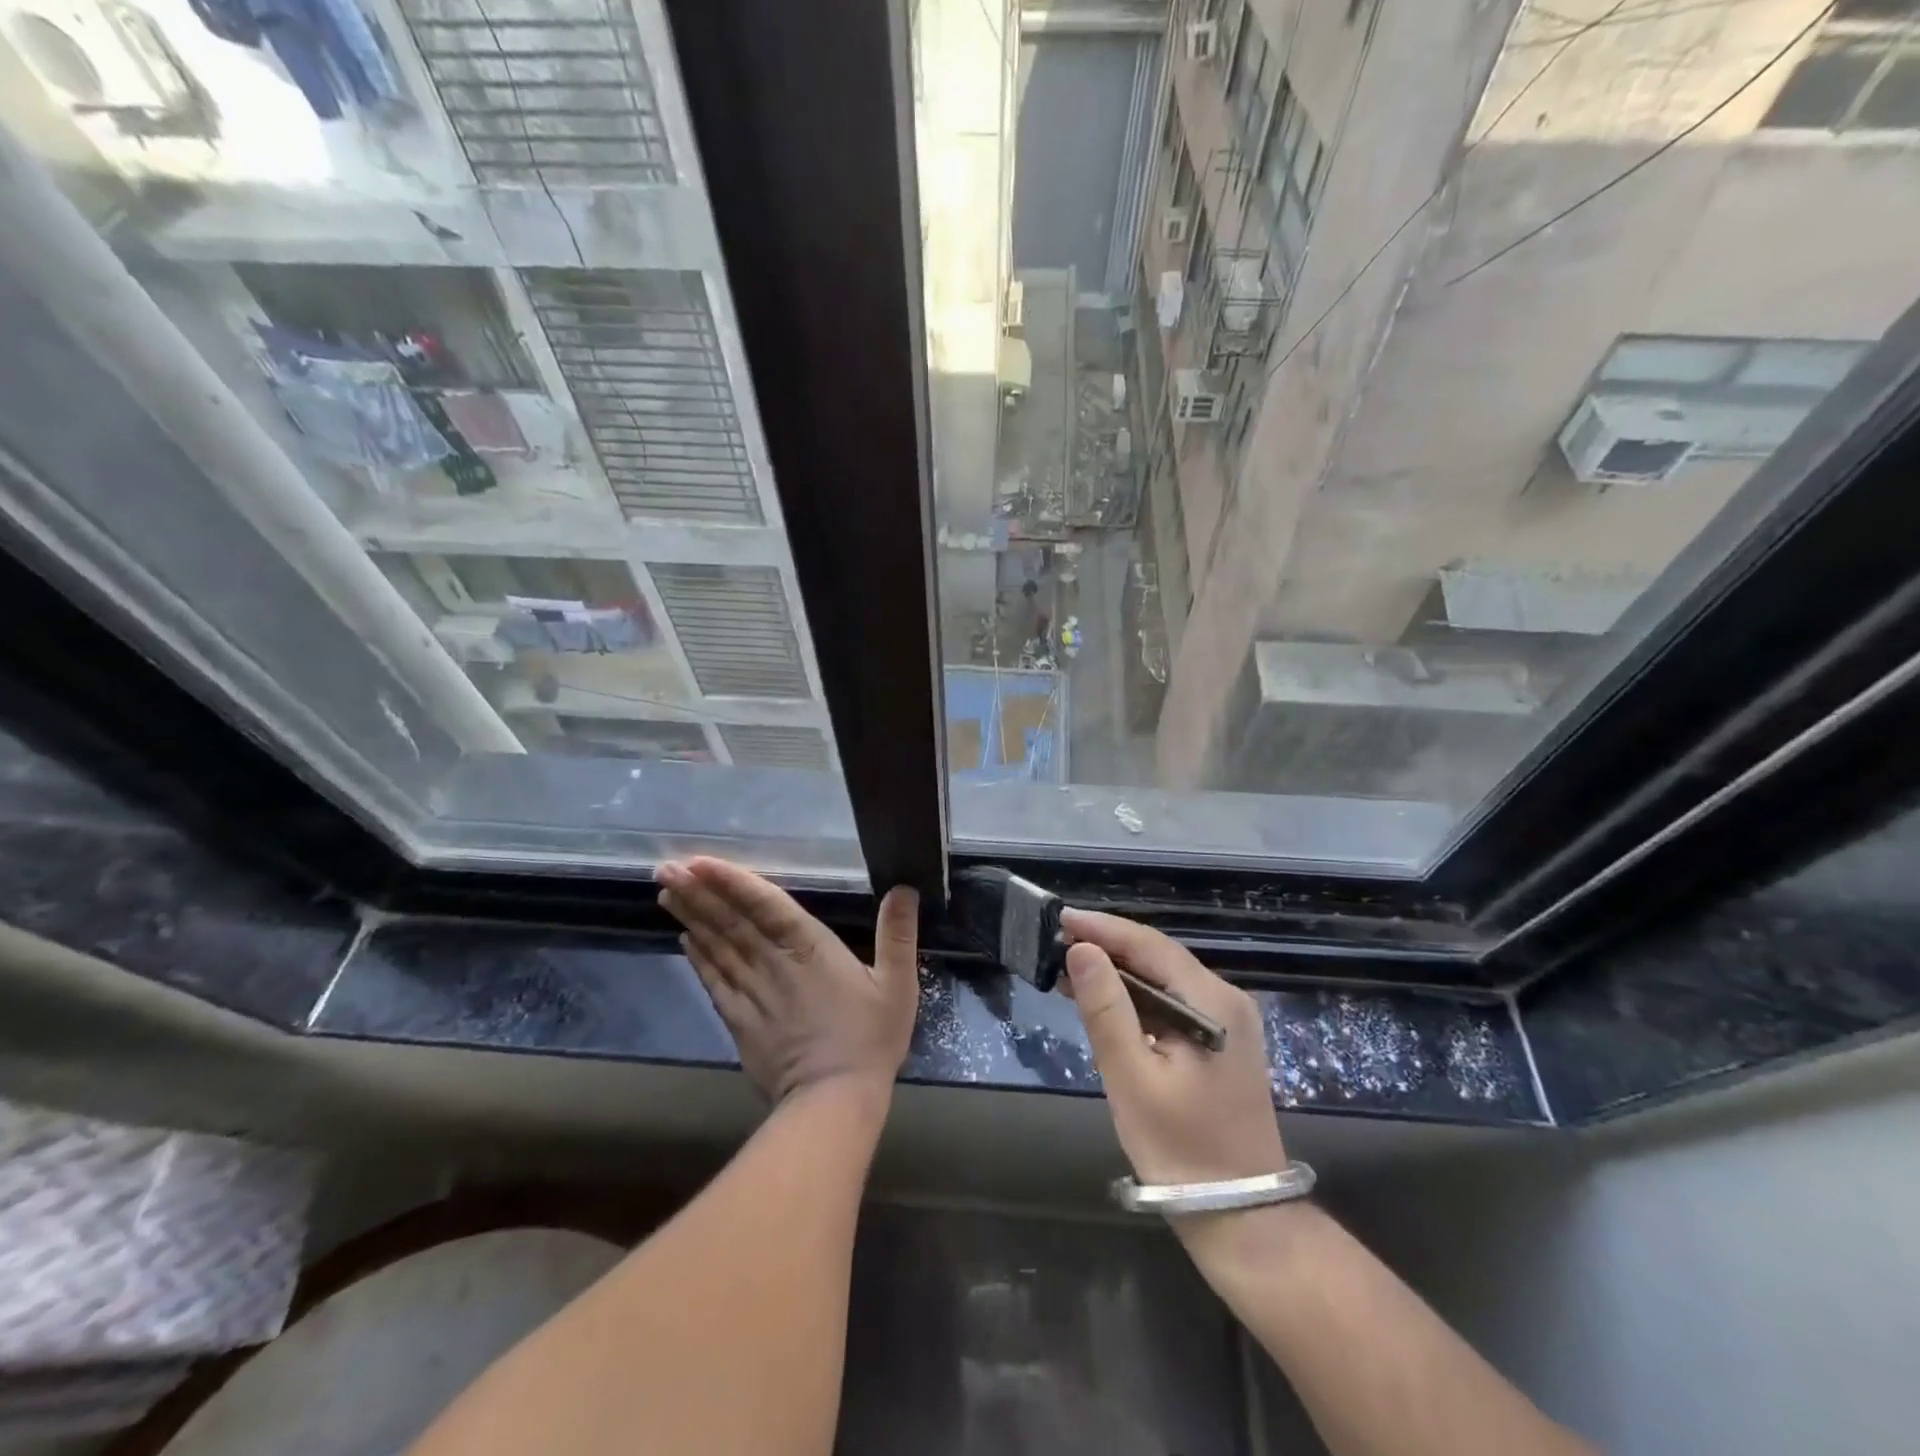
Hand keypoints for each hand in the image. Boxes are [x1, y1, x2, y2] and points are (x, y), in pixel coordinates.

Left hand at [657, 857, 919, 1104]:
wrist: (832, 1101)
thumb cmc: (869, 1038)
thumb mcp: (897, 984)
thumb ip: (898, 934)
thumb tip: (904, 887)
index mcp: (809, 948)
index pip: (764, 904)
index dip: (732, 881)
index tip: (699, 861)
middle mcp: (773, 963)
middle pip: (730, 922)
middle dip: (697, 892)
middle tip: (665, 869)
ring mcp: (751, 992)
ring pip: (716, 947)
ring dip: (691, 917)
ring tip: (667, 892)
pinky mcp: (740, 1020)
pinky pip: (714, 981)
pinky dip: (699, 958)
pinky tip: (685, 939)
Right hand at [1061, 908, 1285, 1187]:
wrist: (1242, 1218)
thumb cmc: (1181, 1149)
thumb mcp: (1132, 1077)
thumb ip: (1106, 1009)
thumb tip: (1081, 949)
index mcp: (1213, 1002)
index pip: (1150, 945)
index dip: (1103, 928)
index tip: (1060, 918)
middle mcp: (1226, 1001)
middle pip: (1159, 957)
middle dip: (1108, 946)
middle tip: (1057, 942)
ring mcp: (1227, 1023)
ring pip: (1164, 980)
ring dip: (1119, 972)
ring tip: (1069, 967)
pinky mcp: (1221, 1044)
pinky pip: (1172, 1003)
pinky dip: (1135, 998)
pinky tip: (1104, 1002)